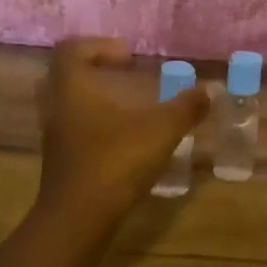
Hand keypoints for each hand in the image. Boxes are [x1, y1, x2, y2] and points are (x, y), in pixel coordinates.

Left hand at [36, 38, 208, 224]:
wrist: (78, 220)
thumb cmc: (116, 161)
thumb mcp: (160, 130)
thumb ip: (186, 107)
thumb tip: (210, 90)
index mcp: (73, 88)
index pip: (70, 50)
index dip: (98, 46)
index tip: (128, 57)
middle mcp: (57, 109)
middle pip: (64, 76)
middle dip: (94, 71)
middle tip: (123, 76)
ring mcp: (55, 139)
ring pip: (68, 107)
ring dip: (95, 101)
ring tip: (128, 109)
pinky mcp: (61, 164)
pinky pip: (74, 133)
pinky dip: (95, 128)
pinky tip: (124, 142)